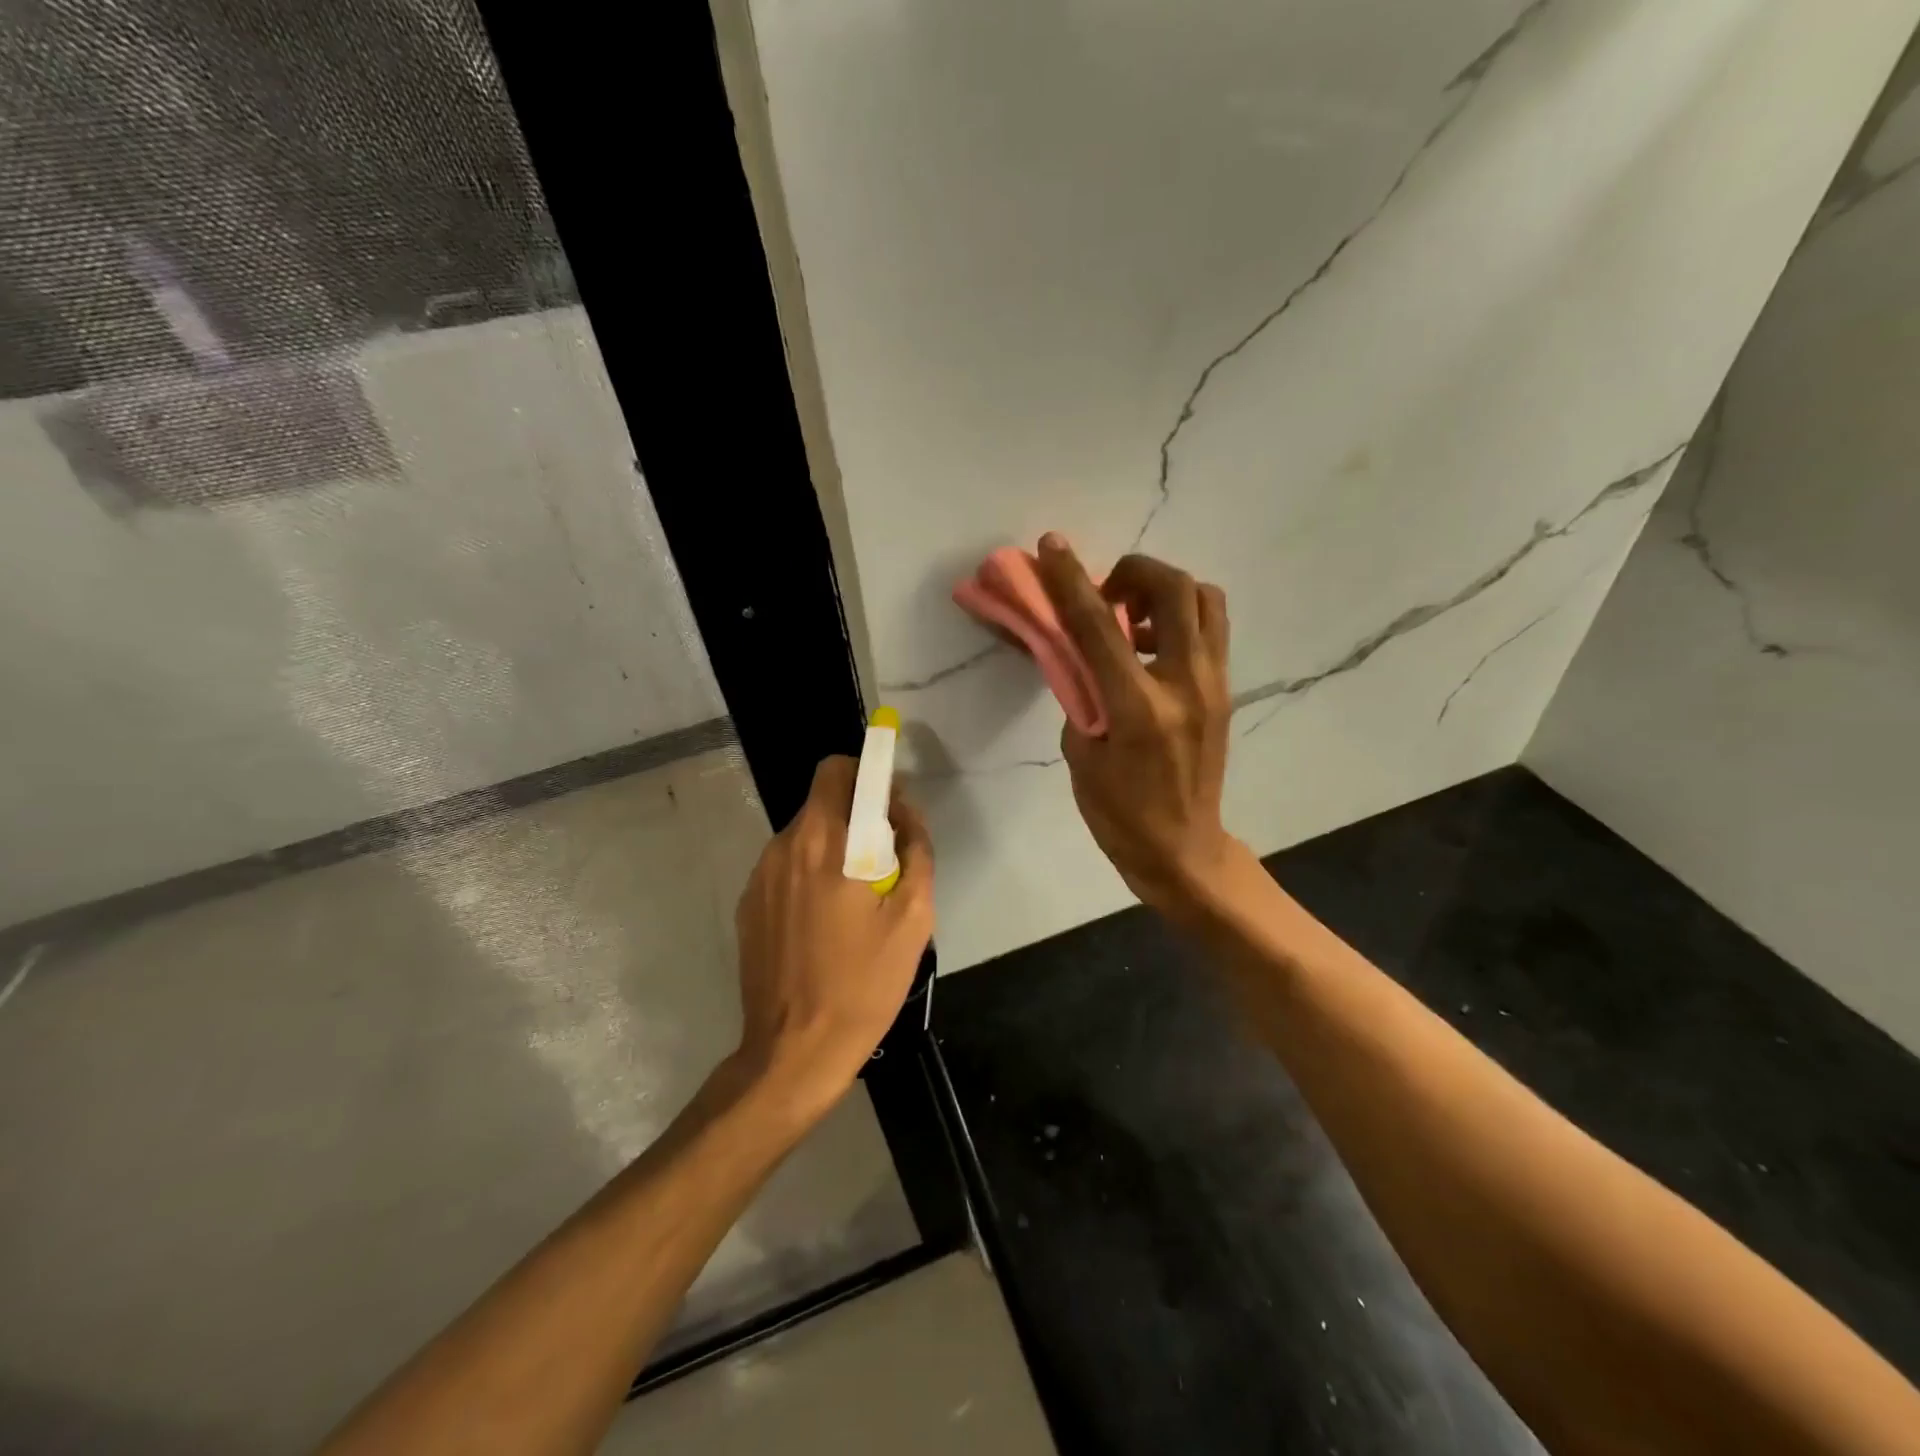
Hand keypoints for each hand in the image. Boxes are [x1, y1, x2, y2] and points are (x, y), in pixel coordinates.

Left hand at [732, 756, 934, 1116]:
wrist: (794, 1051)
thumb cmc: (863, 984)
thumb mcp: (913, 918)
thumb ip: (916, 851)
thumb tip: (905, 813)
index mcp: (826, 843)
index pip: (837, 769)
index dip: (867, 773)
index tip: (890, 805)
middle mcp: (785, 847)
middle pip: (822, 802)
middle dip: (857, 815)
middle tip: (884, 863)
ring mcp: (760, 877)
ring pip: (805, 835)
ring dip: (834, 848)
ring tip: (856, 902)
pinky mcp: (749, 904)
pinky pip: (787, 867)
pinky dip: (810, 875)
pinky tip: (825, 924)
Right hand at [1036, 534, 1239, 918]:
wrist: (1183, 849)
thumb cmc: (1119, 813)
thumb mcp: (1081, 754)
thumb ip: (1080, 693)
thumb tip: (1078, 650)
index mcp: (1140, 708)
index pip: (1100, 627)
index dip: (1071, 581)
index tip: (1051, 547)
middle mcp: (1186, 684)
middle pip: (1175, 589)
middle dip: (1134, 571)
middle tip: (1105, 591)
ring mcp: (1214, 685)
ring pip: (1205, 600)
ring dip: (1164, 590)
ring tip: (1130, 616)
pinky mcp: (1224, 690)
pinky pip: (1208, 629)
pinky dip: (1178, 617)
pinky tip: (1147, 647)